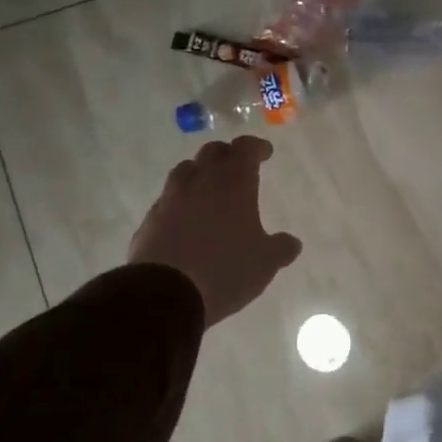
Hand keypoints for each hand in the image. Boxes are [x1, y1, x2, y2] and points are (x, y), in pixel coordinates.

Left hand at [129, 137, 301, 327]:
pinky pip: (167, 200)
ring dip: (199, 173)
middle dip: (227, 155)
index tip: (264, 153)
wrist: (165, 294)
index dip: (256, 147)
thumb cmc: (225, 270)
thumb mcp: (265, 263)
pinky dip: (179, 201)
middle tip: (237, 167)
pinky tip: (185, 219)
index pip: (245, 148)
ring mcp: (170, 199)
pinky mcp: (150, 220)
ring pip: (185, 171)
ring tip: (208, 188)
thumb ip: (281, 248)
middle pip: (212, 152)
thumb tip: (292, 243)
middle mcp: (200, 182)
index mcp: (233, 183)